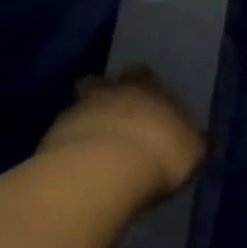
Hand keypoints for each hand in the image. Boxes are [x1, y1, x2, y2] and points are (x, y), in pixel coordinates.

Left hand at [36, 67, 204, 205]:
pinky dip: (67, 150)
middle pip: (98, 83)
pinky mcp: (49, 141)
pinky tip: (78, 170)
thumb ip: (191, 141)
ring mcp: (74, 113)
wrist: (102, 173)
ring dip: (83, 123)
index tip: (147, 103)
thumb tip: (197, 139)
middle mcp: (107, 92)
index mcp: (145, 88)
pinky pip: (59, 139)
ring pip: (75, 109)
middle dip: (103, 96)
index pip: (142, 73)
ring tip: (93, 150)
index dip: (144, 86)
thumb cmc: (159, 154)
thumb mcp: (192, 150)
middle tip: (114, 119)